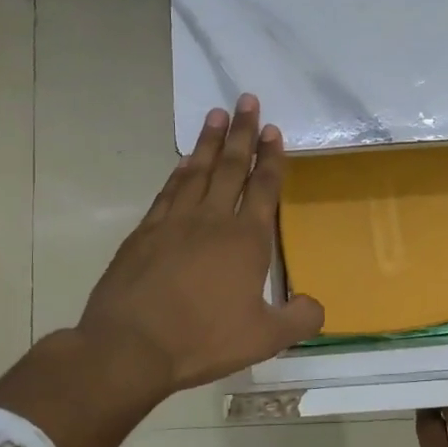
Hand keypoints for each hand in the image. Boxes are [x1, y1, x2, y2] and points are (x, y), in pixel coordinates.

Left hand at [78, 95, 322, 392]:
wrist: (131, 346)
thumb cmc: (203, 339)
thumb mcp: (264, 338)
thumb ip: (298, 319)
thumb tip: (316, 306)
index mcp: (246, 240)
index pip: (263, 188)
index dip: (271, 158)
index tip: (273, 130)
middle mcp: (212, 220)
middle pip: (231, 167)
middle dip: (242, 133)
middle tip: (247, 100)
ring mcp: (174, 222)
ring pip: (198, 171)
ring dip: (210, 142)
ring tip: (217, 114)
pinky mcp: (145, 232)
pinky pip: (169, 191)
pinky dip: (180, 171)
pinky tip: (184, 162)